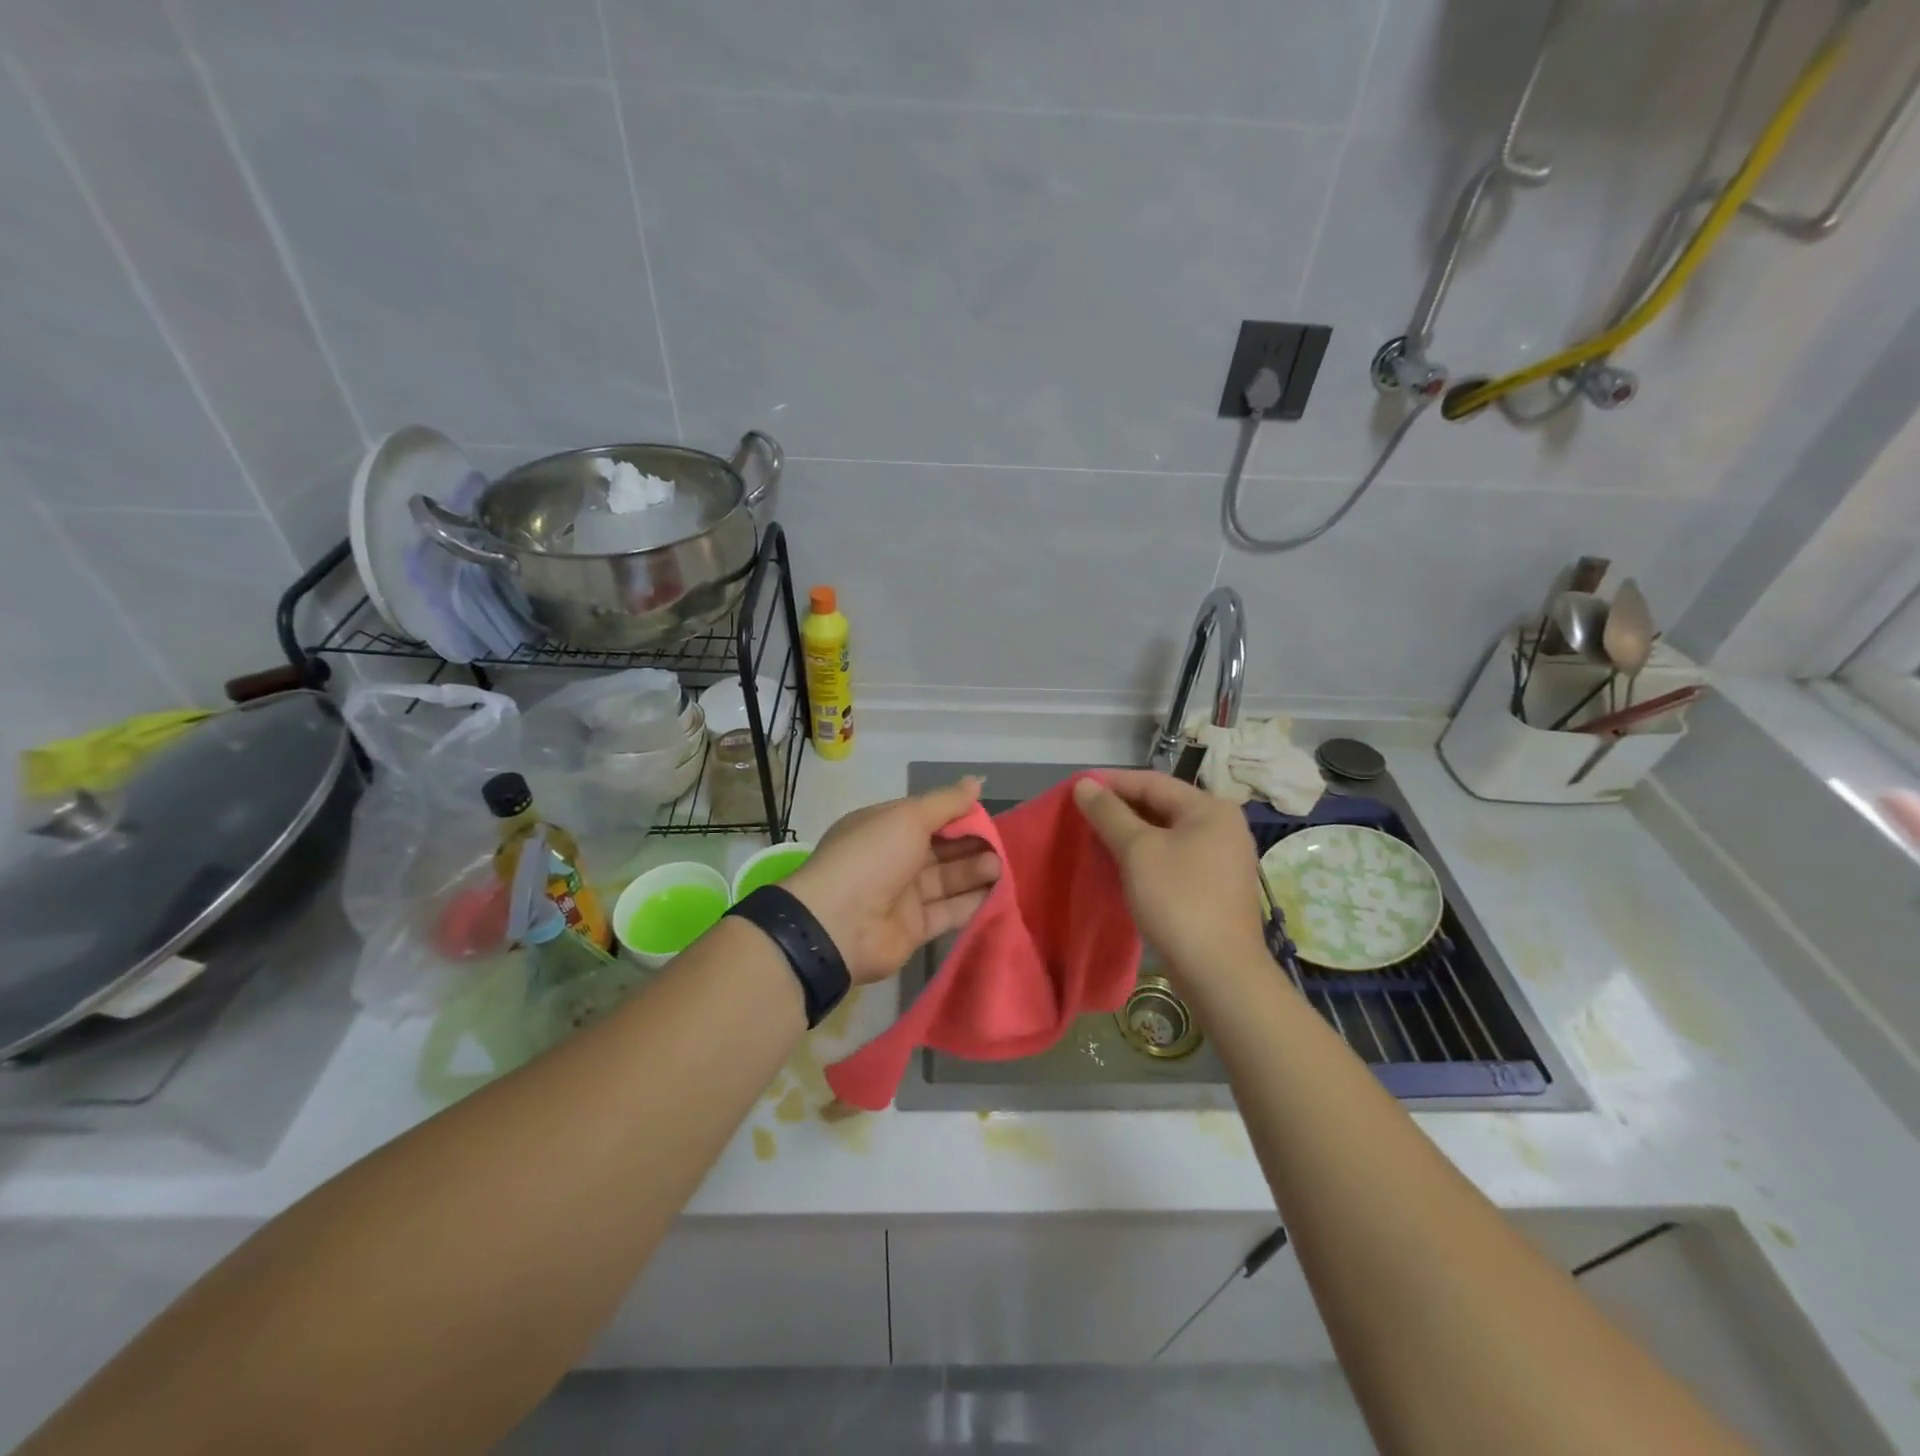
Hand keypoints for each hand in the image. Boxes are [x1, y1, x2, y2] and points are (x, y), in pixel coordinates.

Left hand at [784, 778, 1000, 984]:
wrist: (838, 924)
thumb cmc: (872, 857)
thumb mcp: (908, 817)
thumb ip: (946, 802)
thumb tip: (976, 781)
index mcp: (884, 827)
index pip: (928, 817)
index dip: (958, 816)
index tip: (989, 817)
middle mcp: (893, 859)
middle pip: (941, 849)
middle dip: (971, 845)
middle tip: (1003, 847)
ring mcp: (903, 896)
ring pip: (947, 881)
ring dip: (974, 873)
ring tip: (1002, 868)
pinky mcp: (914, 929)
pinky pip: (948, 912)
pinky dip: (971, 903)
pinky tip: (998, 895)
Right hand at [1072, 770, 1266, 980]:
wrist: (1219, 972)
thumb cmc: (1178, 901)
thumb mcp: (1137, 851)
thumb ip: (1109, 813)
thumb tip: (1084, 784)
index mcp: (1210, 809)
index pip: (1152, 782)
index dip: (1111, 782)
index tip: (1076, 788)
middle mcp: (1223, 826)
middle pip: (1162, 805)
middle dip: (1120, 809)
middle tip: (1082, 815)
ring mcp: (1223, 858)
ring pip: (1167, 833)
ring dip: (1131, 833)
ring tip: (1094, 838)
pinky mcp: (1216, 886)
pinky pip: (1175, 856)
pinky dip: (1147, 855)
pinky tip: (1121, 865)